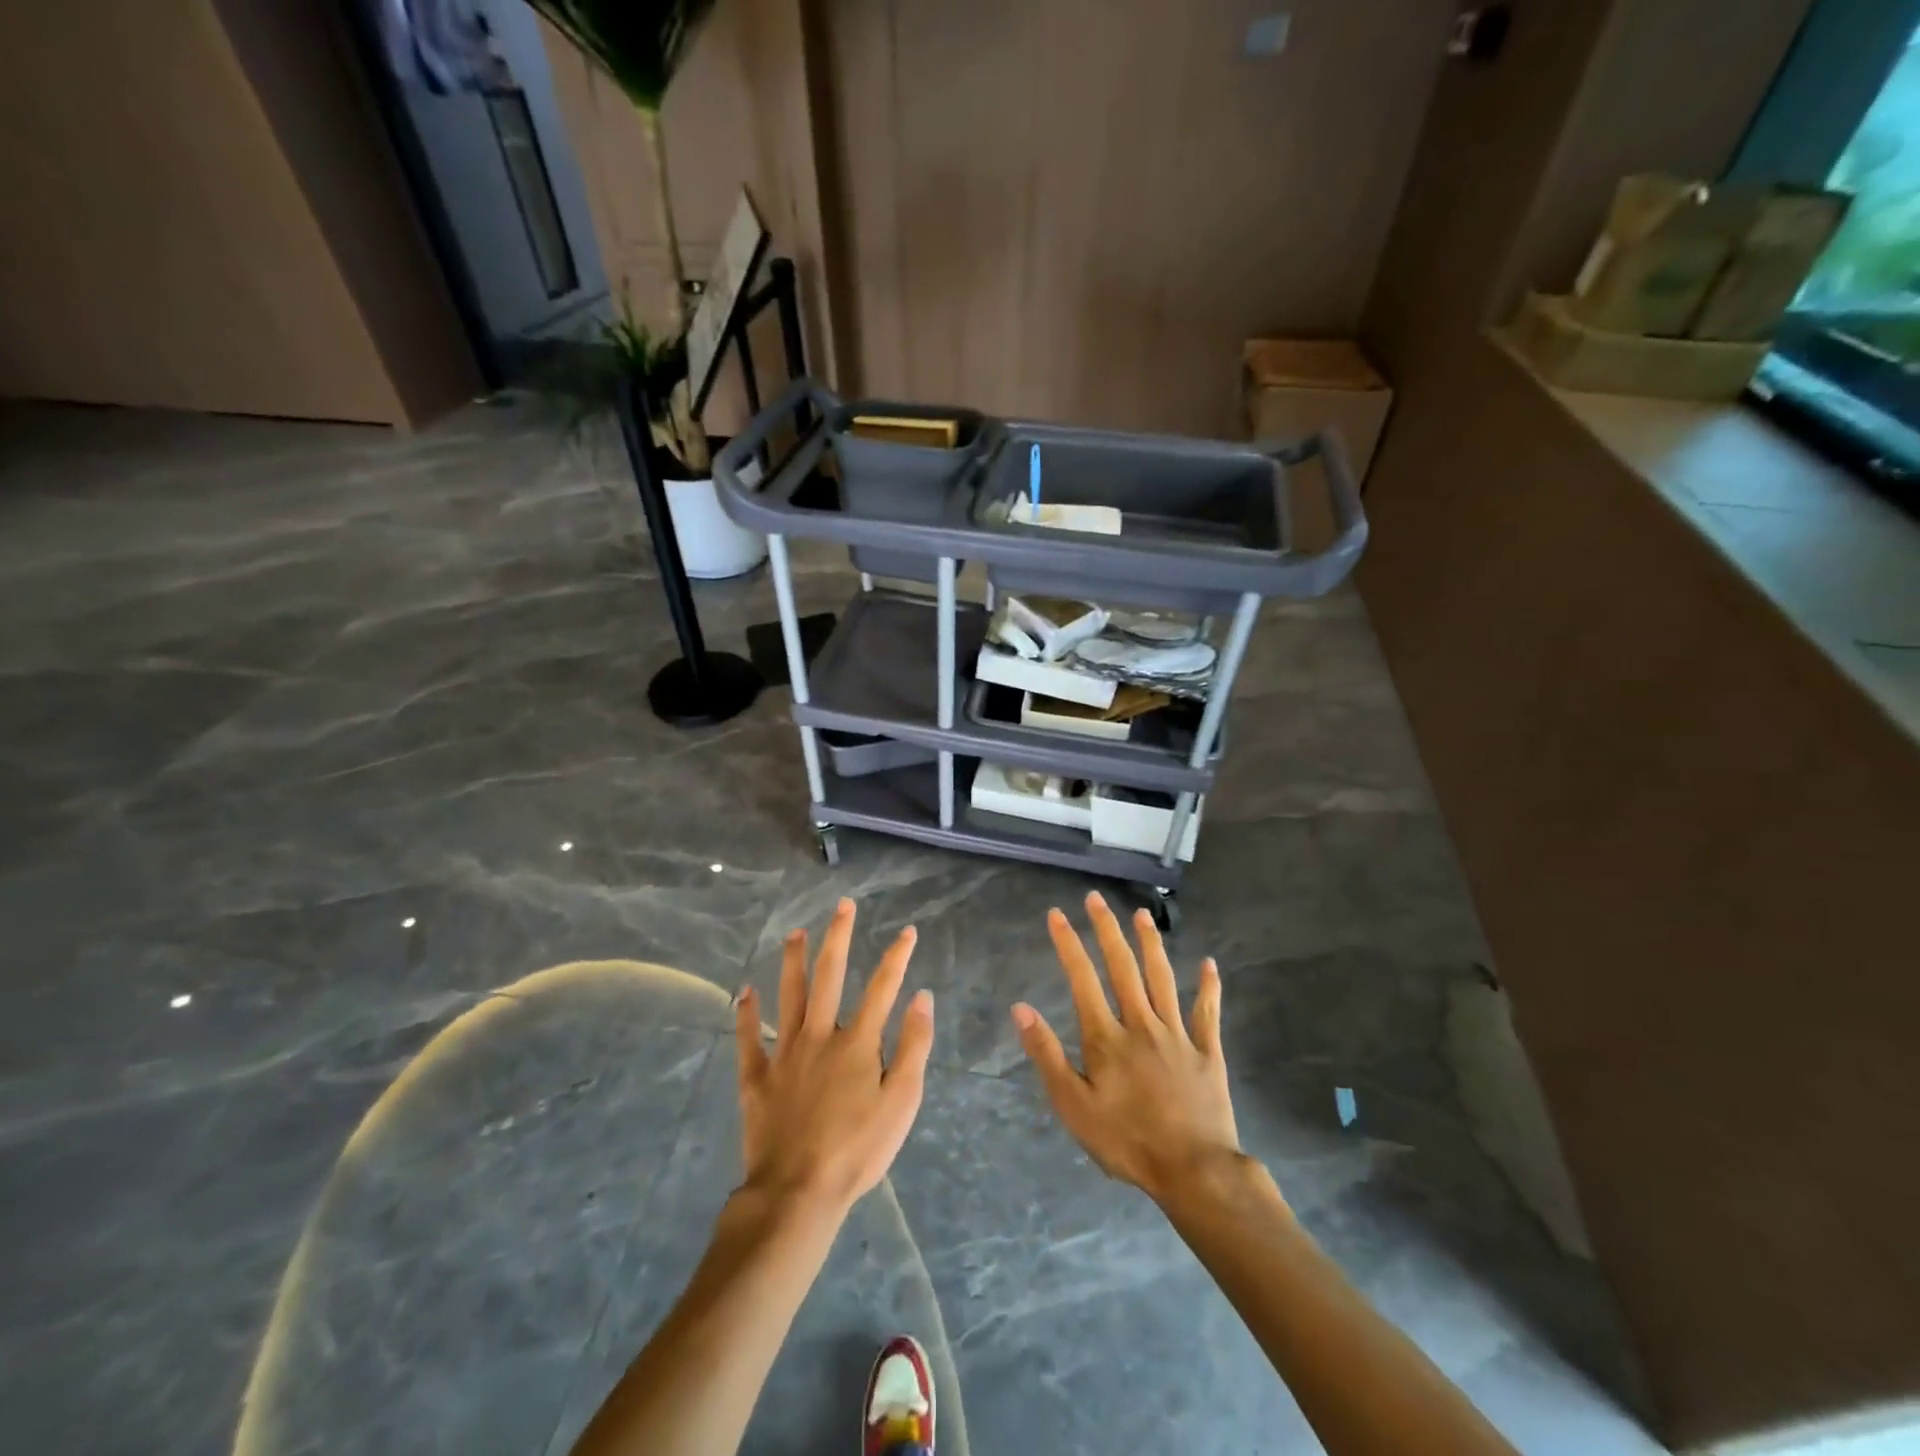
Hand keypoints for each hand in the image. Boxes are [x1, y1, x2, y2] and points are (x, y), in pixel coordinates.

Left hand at [734, 898, 935, 1217]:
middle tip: (842, 906)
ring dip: (792, 962)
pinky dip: (746, 1014)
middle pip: (829, 977)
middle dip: (838, 938)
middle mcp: (820, 1036)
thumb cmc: (858, 1150)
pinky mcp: (757, 1078)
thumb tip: (922, 997)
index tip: (907, 931)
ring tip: (795, 933)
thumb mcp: (902, 1102)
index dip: (896, 957)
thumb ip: (913, 1046)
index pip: (882, 988)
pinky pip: (749, 1039)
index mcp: (858, 1043)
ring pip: (788, 997)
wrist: (798, 1192)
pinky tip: (744, 991)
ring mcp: (784, 1054)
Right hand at [1012, 892, 1241, 1201]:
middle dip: (1107, 930)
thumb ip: (1047, 1055)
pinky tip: (1209, 964)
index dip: (1068, 944)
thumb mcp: (1074, 1106)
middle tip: (1096, 898)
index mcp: (1107, 1037)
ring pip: (1163, 979)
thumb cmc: (1126, 1142)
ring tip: (1141, 915)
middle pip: (1123, 967)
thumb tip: (1021, 1008)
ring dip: (1150, 944)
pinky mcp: (1207, 1052)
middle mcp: (1141, 1024)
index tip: (1057, 914)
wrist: (1194, 1171)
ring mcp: (1178, 1035)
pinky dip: (1209, 987)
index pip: (1082, 979)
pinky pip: (1208, 1013)